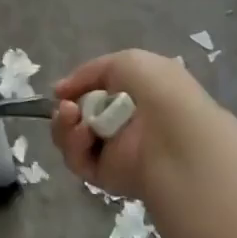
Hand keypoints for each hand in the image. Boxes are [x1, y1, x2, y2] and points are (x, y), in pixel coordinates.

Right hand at [51, 49, 218, 200]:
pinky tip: (84, 134)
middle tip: (67, 106)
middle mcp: (124, 124)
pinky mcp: (107, 176)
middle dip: (66, 109)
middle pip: (77, 117)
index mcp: (135, 97)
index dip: (77, 90)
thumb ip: (89, 71)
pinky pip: (78, 160)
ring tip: (71, 116)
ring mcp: (114, 151)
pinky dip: (74, 146)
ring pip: (72, 138)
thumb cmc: (158, 92)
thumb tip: (61, 91)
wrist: (176, 138)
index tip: (63, 89)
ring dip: (65, 125)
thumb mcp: (127, 62)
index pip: (95, 94)